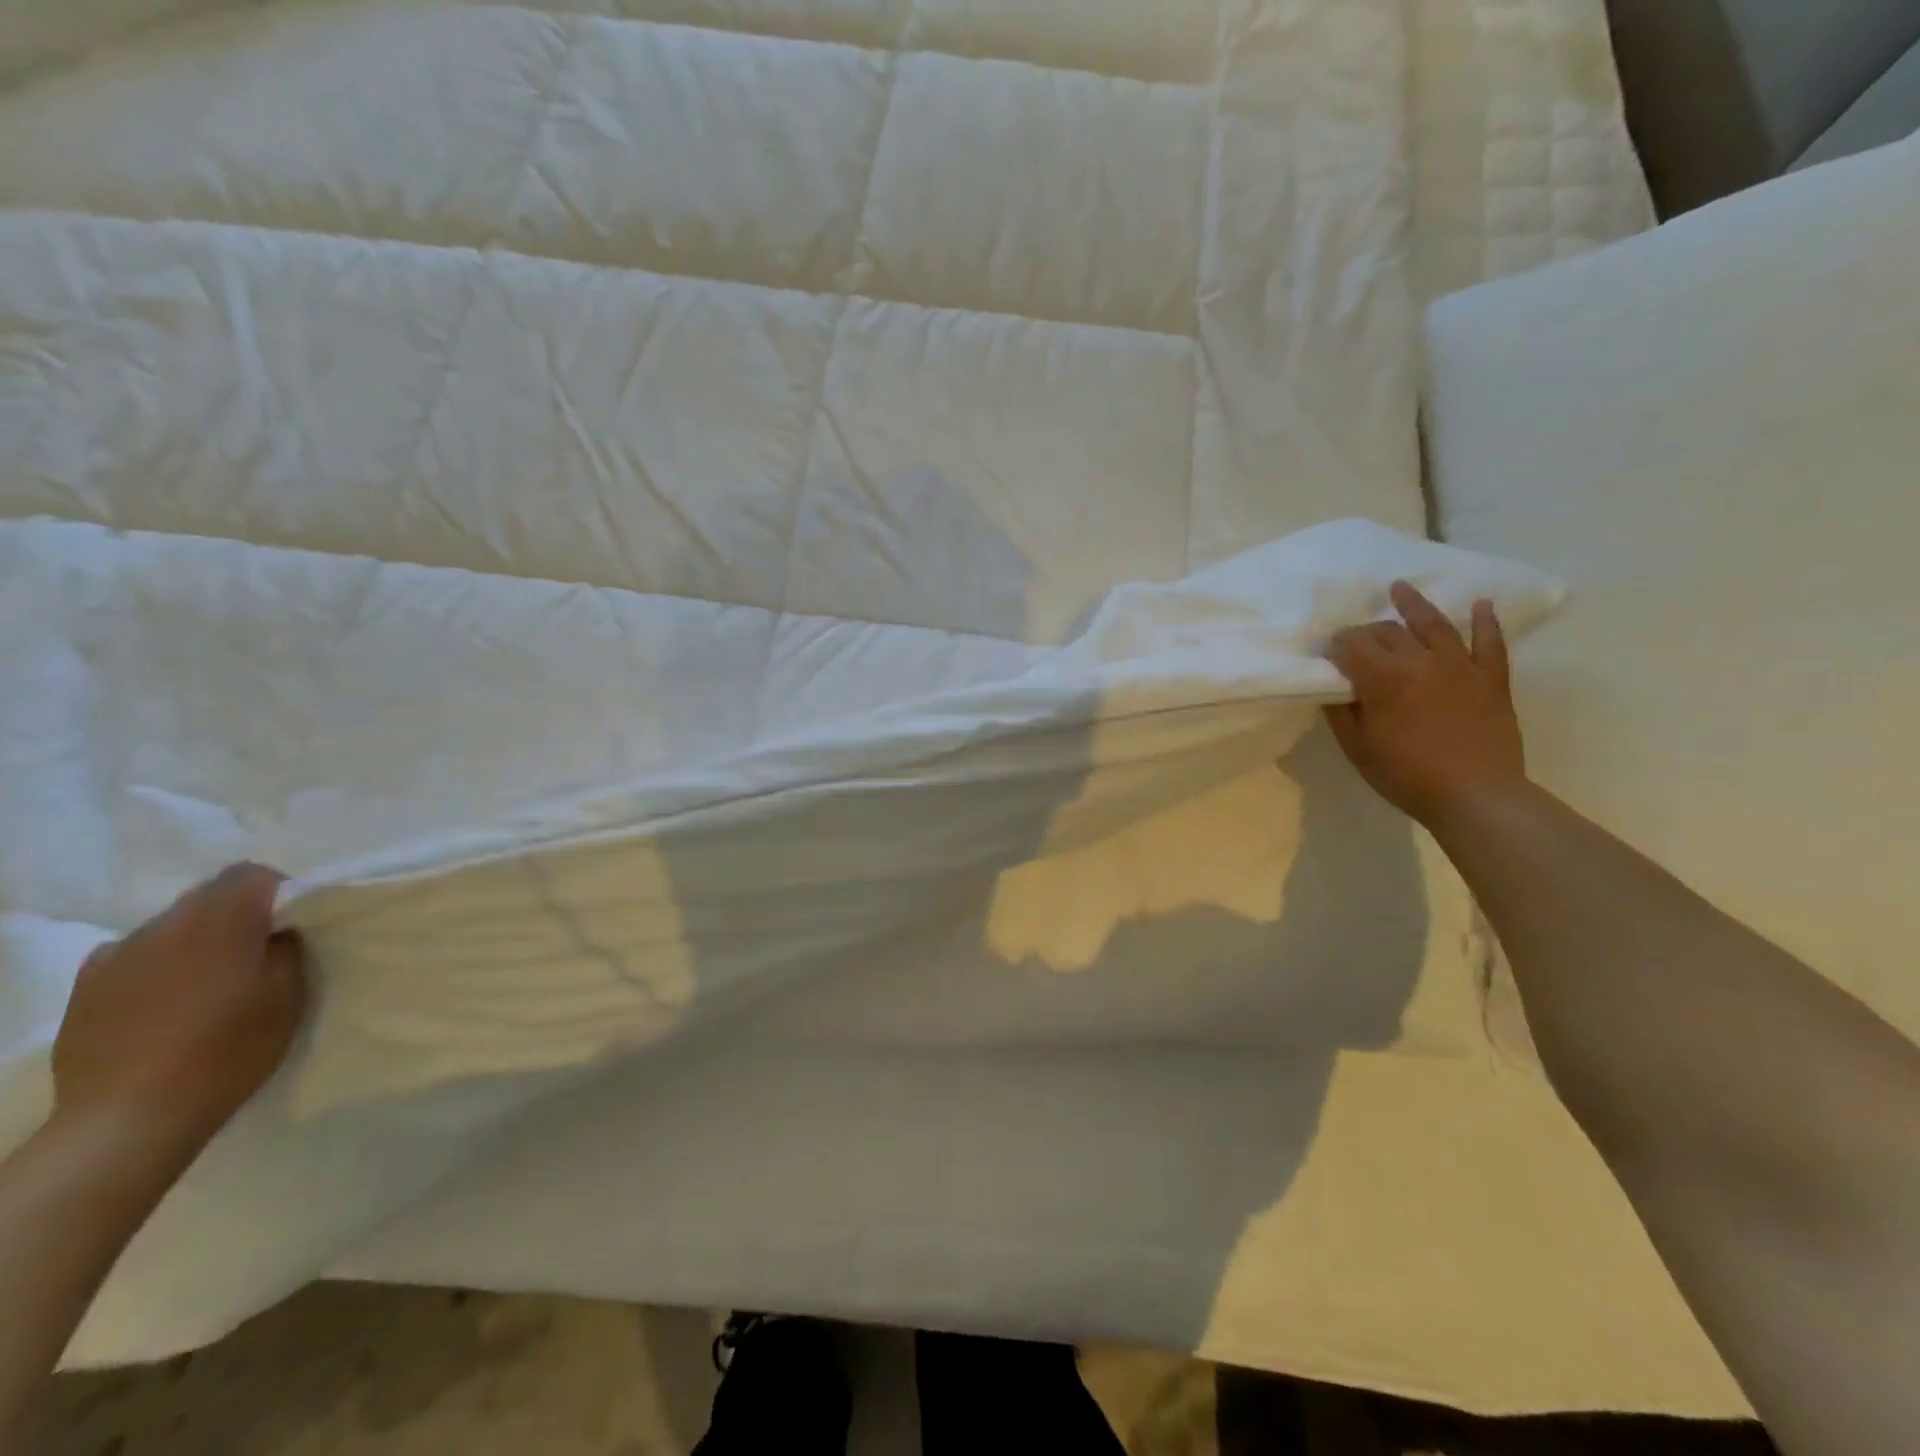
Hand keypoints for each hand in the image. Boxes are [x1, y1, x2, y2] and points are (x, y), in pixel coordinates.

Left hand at [54, 864, 306, 1152]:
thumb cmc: (228, 1051)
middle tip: (255, 950)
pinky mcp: (87, 986)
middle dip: (237, 911)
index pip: (251, 874)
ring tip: (208, 978)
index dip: (277, 890)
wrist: (129, 1118)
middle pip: (208, 893)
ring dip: (196, 936)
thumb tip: (279, 929)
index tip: (290, 922)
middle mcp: (166, 926)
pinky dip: (155, 961)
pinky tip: (164, 995)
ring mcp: (118, 955)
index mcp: (221, 924)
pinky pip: (130, 953)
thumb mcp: (288, 996)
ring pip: (170, 923)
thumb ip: (286, 948)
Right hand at [1322, 581, 1526, 827]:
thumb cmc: (1406, 775)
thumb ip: (1342, 710)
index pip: (1352, 645)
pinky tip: (1481, 604)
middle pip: (1387, 632)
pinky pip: (1489, 642)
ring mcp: (1460, 666)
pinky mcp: (1491, 678)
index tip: (1327, 653)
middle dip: (1365, 631)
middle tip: (1355, 640)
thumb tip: (1335, 685)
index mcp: (1383, 678)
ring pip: (1433, 625)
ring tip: (1400, 588)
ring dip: (1414, 605)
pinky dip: (1485, 621)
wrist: (1476, 796)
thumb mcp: (1357, 747)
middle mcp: (1420, 660)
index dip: (1336, 645)